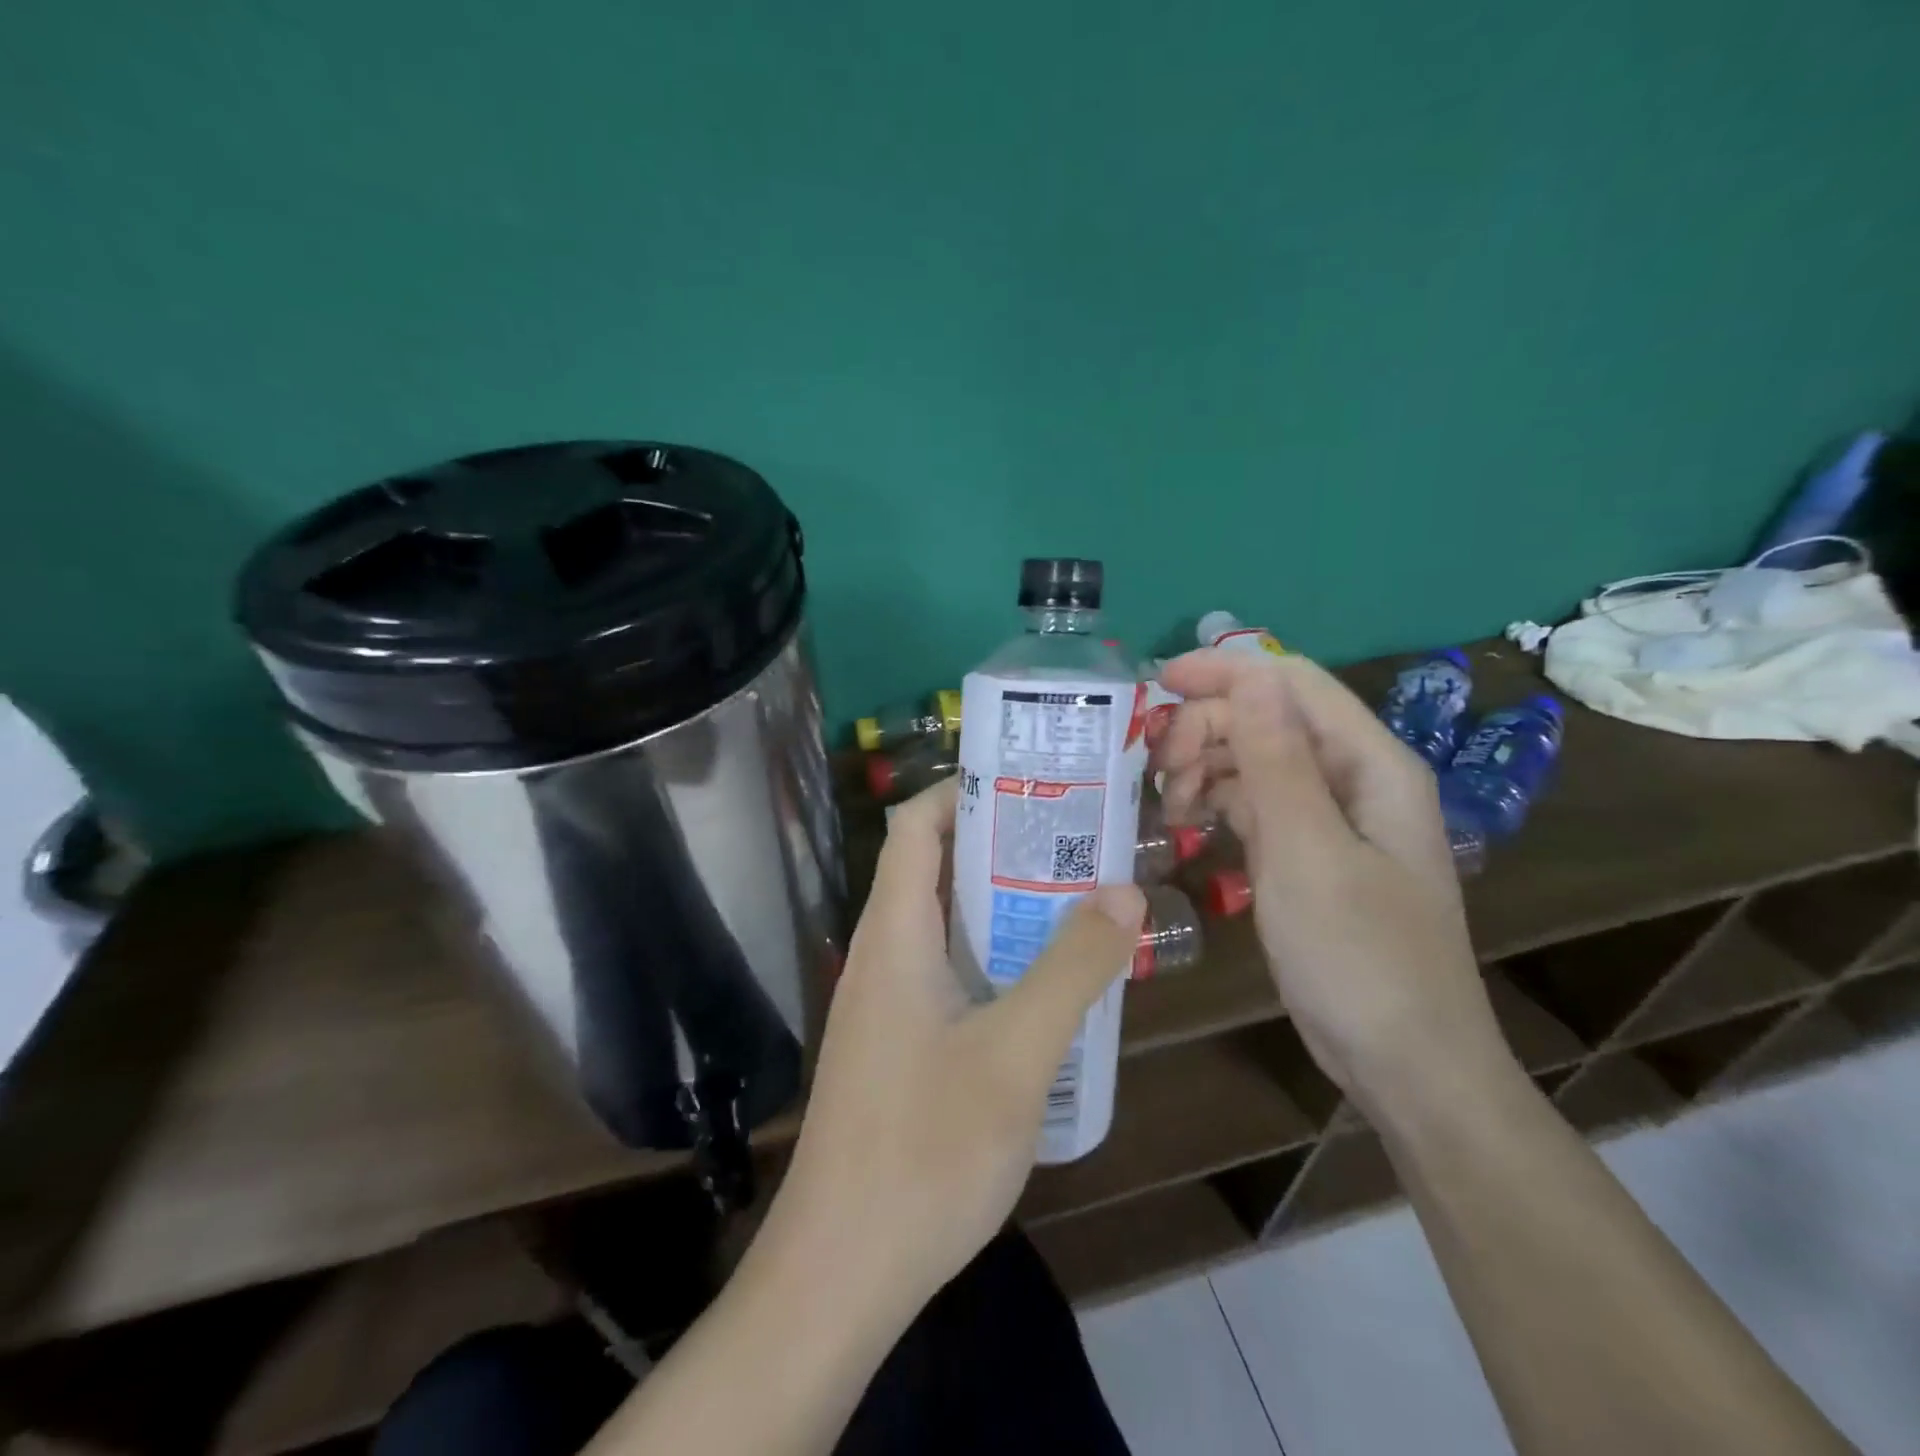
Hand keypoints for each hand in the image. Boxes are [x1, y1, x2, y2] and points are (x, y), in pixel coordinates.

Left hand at [763, 779, 1144, 1316]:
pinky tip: (1045, 986)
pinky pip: (947, 973)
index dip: (964, 789)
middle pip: (935, 868)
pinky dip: (993, 957)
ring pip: (945, 924)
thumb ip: (1073, 968)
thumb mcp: (1017, 1054)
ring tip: (1075, 898)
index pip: (915, 825)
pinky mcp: (897, 1044)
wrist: (840, 1272)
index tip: (1032, 781)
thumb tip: (1123, 889)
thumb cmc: (925, 1151)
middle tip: (1077, 838)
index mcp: (894, 933)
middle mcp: (882, 954)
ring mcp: (886, 1002)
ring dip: (1003, 904)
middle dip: (1001, 844)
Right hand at [1155, 649, 1510, 1110]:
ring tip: (1169, 807)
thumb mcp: (1308, 853)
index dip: (1224, 672)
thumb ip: (1277, 760)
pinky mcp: (1307, 853)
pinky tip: (1187, 824)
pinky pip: (1255, 804)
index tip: (1155, 685)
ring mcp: (1330, 818)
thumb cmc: (1360, 958)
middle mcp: (1353, 778)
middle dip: (1206, 728)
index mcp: (1370, 764)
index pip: (1291, 684)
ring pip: (1255, 760)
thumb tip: (1250, 674)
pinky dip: (1217, 803)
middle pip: (1268, 718)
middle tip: (1156, 770)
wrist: (1404, 1064)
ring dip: (1205, 767)